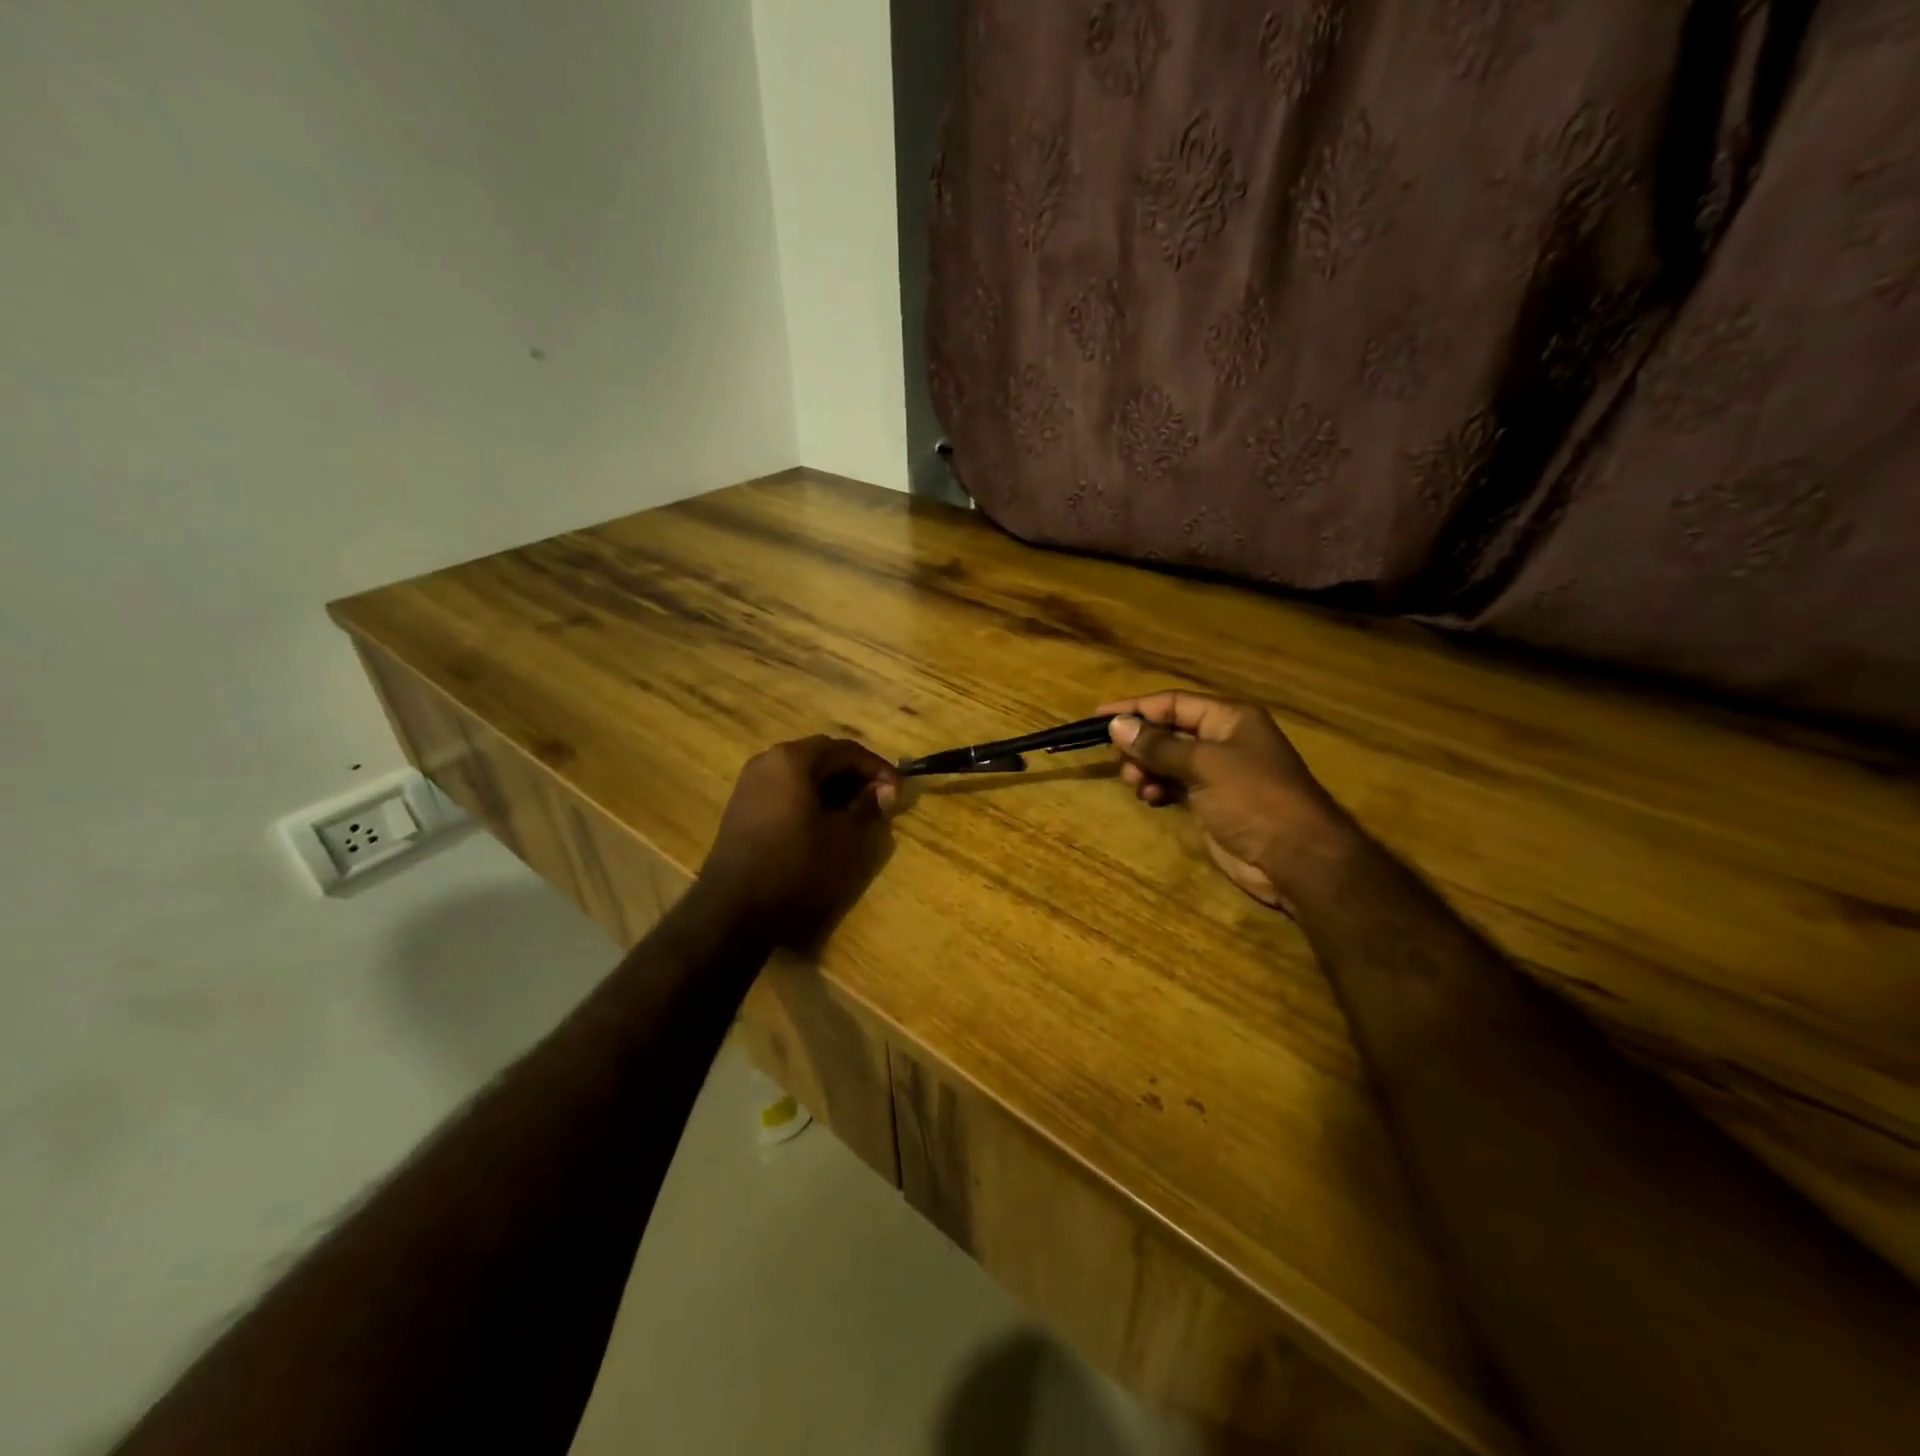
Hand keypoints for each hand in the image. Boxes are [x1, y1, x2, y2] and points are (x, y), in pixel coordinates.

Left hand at [697, 736, 900, 946]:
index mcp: (793, 759)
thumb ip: (868, 806)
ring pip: (803, 772)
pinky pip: (785, 788)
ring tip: (856, 811)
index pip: (847, 750)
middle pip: (823, 756)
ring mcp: (751, 782)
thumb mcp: (845, 836)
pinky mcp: (743, 805)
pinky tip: (824, 821)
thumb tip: (883, 790)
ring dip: (833, 786)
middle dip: (855, 774)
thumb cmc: (797, 866)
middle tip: (880, 799)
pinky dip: (810, 797)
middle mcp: (768, 760)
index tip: (899, 791)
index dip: (878, 768)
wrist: (735, 907)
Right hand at [1099, 691, 1353, 910]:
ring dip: (1147, 769)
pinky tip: (1151, 798)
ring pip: (1168, 760)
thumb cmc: (1254, 798)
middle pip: (1168, 731)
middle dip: (1141, 745)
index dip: (1135, 708)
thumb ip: (1158, 745)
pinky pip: (1174, 785)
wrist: (1296, 857)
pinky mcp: (1212, 802)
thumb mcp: (1204, 765)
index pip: (1173, 703)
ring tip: (1138, 785)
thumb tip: (1116, 725)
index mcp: (1229, 718)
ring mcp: (1218, 773)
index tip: (1098, 718)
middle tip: (1123, 764)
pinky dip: (1158, 788)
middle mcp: (1223, 740)